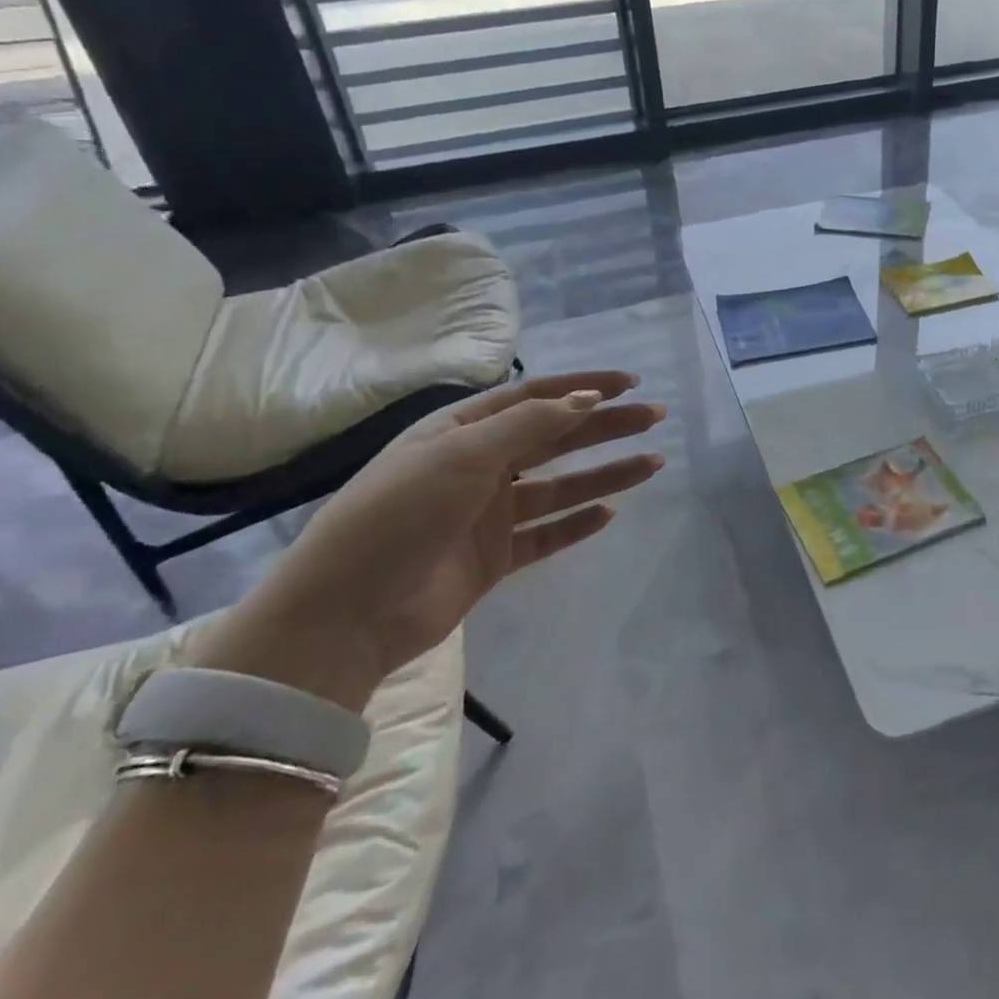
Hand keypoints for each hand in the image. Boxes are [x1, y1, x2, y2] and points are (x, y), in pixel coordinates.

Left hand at [187, 372, 665, 707]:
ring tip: (652, 463)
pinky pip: (545, 534)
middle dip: (605, 426)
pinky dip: (577, 524)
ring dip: (604, 473)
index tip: (627, 384)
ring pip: (559, 486)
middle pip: (555, 437)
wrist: (345, 614)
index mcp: (462, 431)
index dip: (581, 387)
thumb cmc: (400, 514)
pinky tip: (609, 513)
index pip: (533, 397)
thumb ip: (529, 425)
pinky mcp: (494, 559)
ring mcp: (488, 514)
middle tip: (653, 417)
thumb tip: (586, 399)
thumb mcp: (461, 455)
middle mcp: (478, 466)